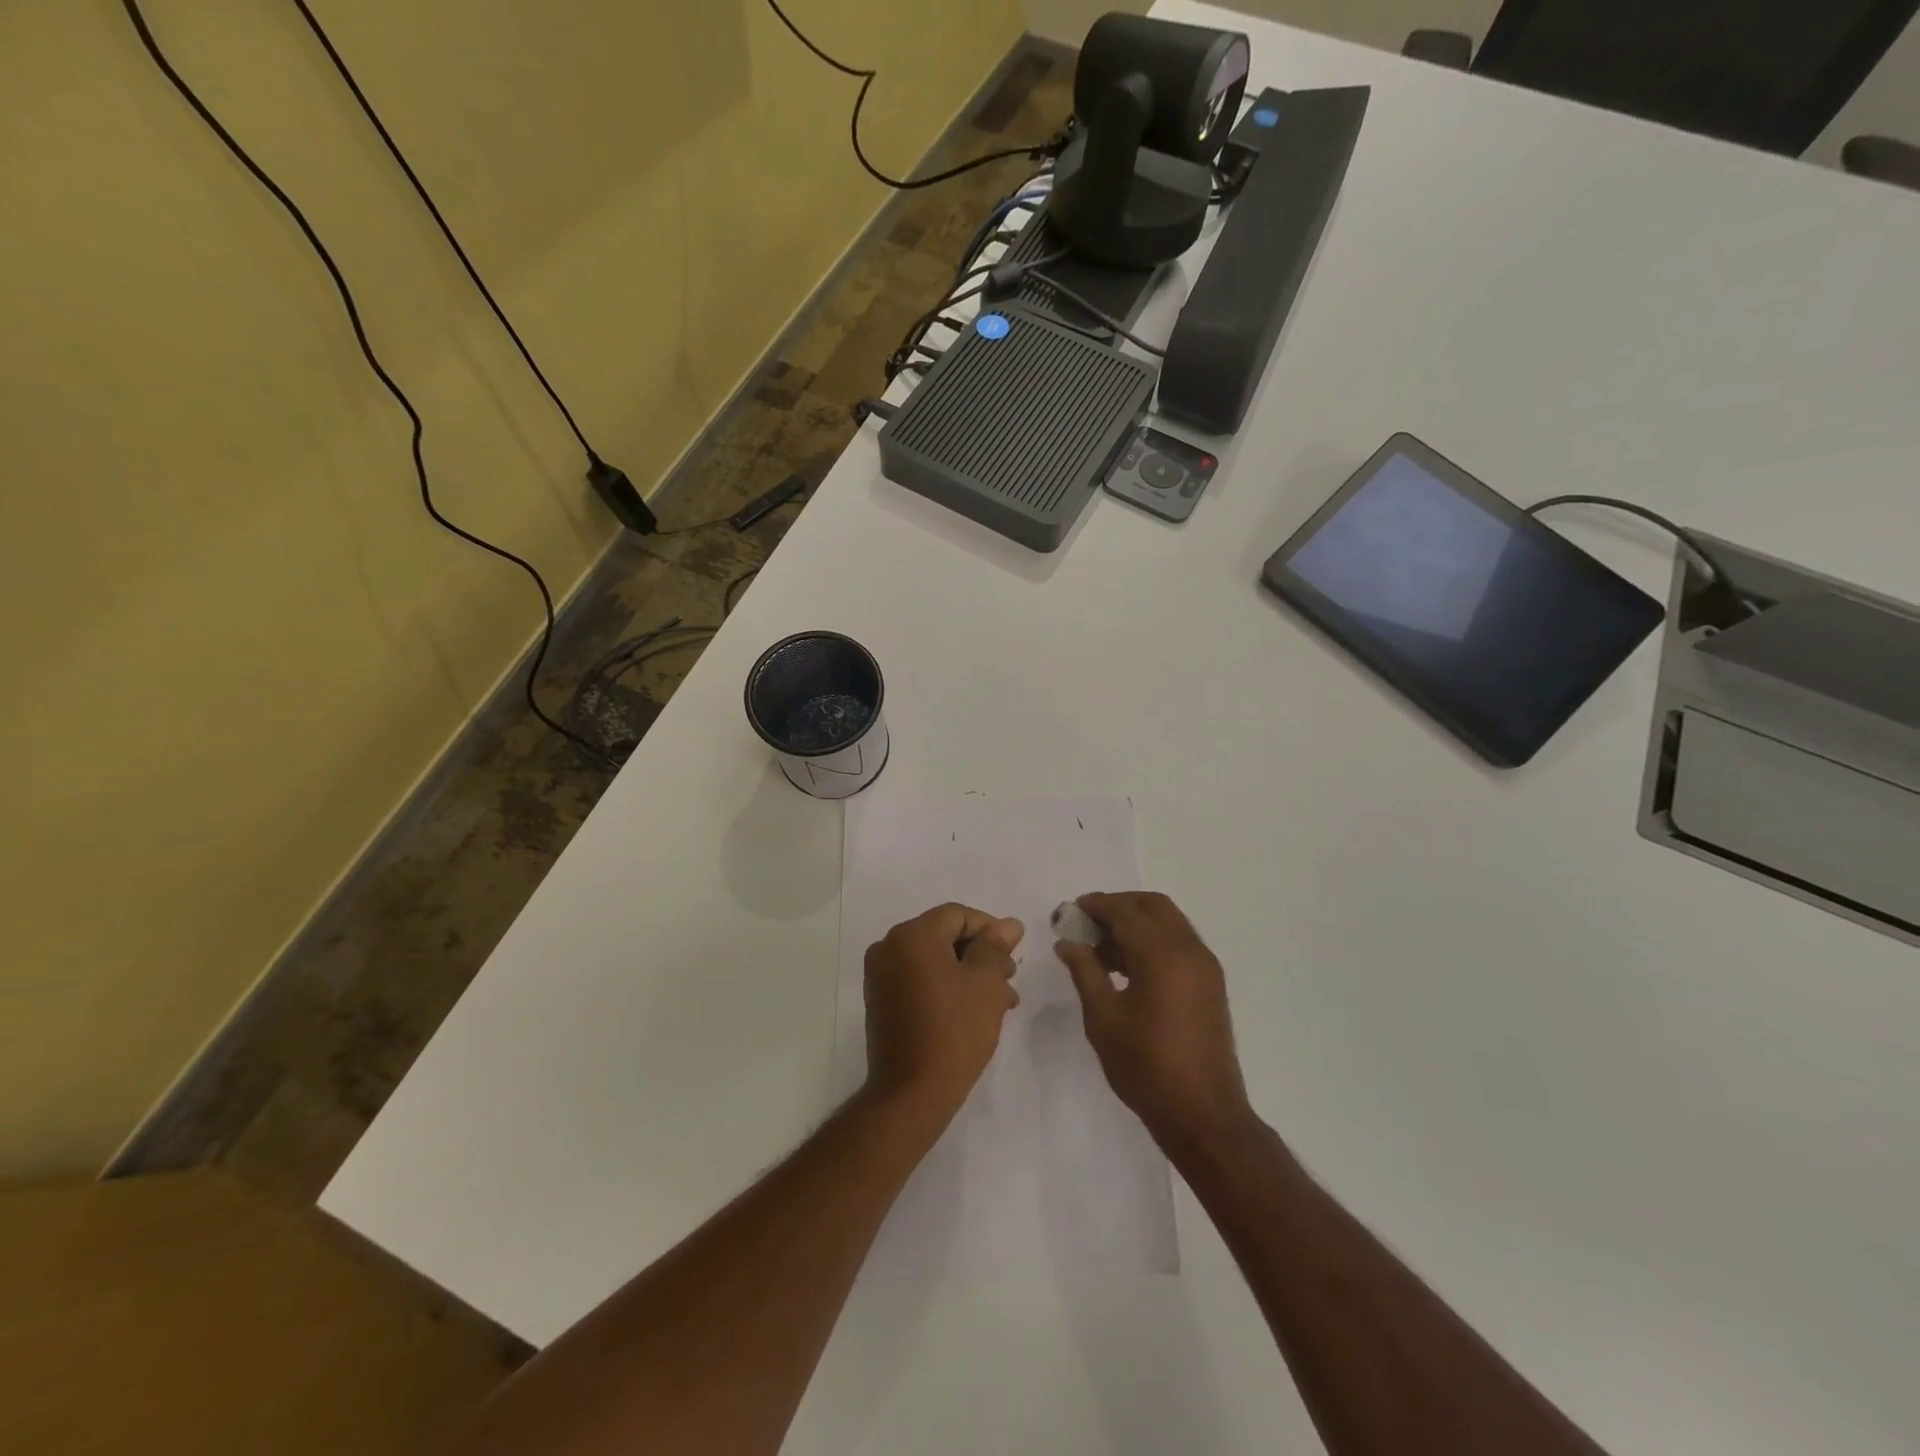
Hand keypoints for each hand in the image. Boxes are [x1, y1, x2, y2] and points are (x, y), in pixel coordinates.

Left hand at [864, 902, 1024, 1121]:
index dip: (990, 930)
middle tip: (1010, 981)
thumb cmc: (954, 1031)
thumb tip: (1008, 925)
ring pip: (935, 960)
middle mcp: (889, 947)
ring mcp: (881, 975)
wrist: (910, 1093)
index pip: (958, 915)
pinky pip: (920, 979)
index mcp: (912, 935)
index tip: (1014, 955)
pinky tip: (973, 1011)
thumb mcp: (986, 984)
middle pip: (945, 936)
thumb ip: (996, 947)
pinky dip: (946, 987)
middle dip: (981, 955)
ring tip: (1000, 1002)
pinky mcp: (881, 1000)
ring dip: (968, 974)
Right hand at [1058, 892, 1251, 1155]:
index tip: (1071, 911)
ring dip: (1137, 924)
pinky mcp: (1210, 984)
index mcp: (1163, 955)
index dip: (1096, 905)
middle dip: (1119, 906)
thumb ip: (1085, 972)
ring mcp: (1205, 967)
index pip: (1125, 911)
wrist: (1203, 1115)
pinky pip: (1179, 943)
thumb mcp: (1103, 1018)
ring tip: (1102, 950)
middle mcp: (1189, 950)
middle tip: (1088, 924)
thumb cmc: (1146, 1067)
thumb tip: (1067, 942)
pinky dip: (1153, 941)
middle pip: (1153, 906)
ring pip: (1169, 923)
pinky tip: (1128, 968)